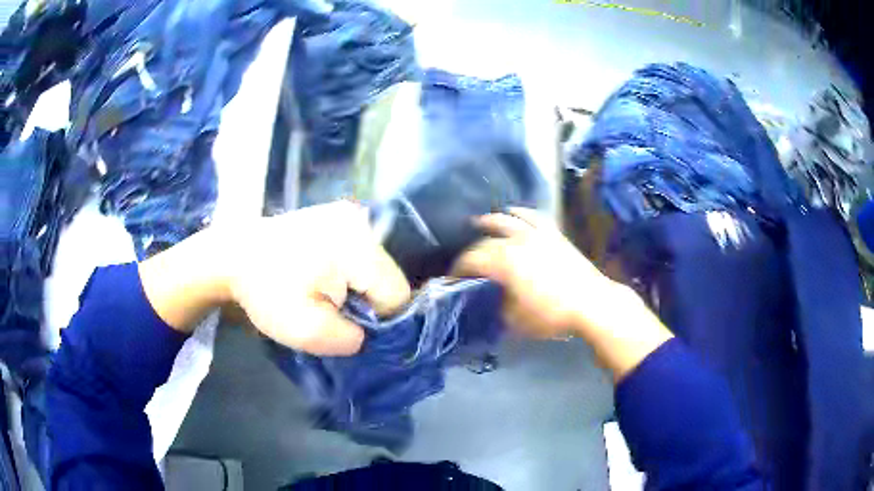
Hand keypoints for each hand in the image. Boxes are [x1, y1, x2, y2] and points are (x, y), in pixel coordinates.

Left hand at [141, 201, 410, 356]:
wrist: (232, 255)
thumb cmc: (266, 291)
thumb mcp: (305, 330)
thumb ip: (348, 339)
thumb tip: (365, 334)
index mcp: (358, 247)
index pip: (397, 293)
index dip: (379, 321)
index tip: (350, 327)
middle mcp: (361, 222)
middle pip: (387, 276)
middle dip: (368, 302)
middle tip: (334, 311)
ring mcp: (348, 214)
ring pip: (375, 266)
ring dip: (358, 287)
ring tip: (325, 293)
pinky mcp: (336, 216)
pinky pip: (360, 252)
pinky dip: (348, 271)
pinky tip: (322, 275)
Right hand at [452, 208, 617, 338]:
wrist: (591, 303)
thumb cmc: (551, 314)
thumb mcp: (515, 319)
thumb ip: (495, 304)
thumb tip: (487, 296)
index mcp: (504, 261)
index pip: (472, 260)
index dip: (458, 269)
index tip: (452, 279)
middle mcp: (516, 241)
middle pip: (486, 240)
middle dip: (471, 251)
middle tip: (466, 262)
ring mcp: (536, 234)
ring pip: (507, 219)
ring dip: (490, 221)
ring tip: (479, 222)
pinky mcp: (553, 233)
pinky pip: (532, 216)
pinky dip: (520, 212)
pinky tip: (514, 212)